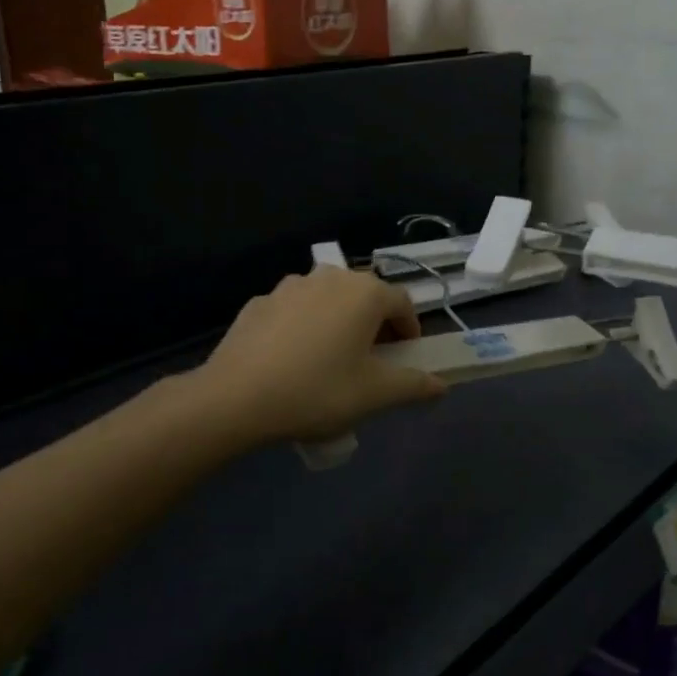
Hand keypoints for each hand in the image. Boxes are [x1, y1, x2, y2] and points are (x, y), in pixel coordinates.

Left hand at [198, 266, 447, 445]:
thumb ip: (413, 385)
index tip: (405, 358)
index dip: (410, 330)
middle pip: (365, 296)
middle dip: (375, 324)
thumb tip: (441, 384)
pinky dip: (304, 326)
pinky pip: (295, 310)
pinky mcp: (259, 301)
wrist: (235, 397)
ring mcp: (290, 285)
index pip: (403, 303)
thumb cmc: (317, 391)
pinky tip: (292, 359)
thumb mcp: (374, 394)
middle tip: (372, 361)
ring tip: (330, 359)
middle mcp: (330, 278)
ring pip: (328, 299)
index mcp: (364, 293)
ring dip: (338, 321)